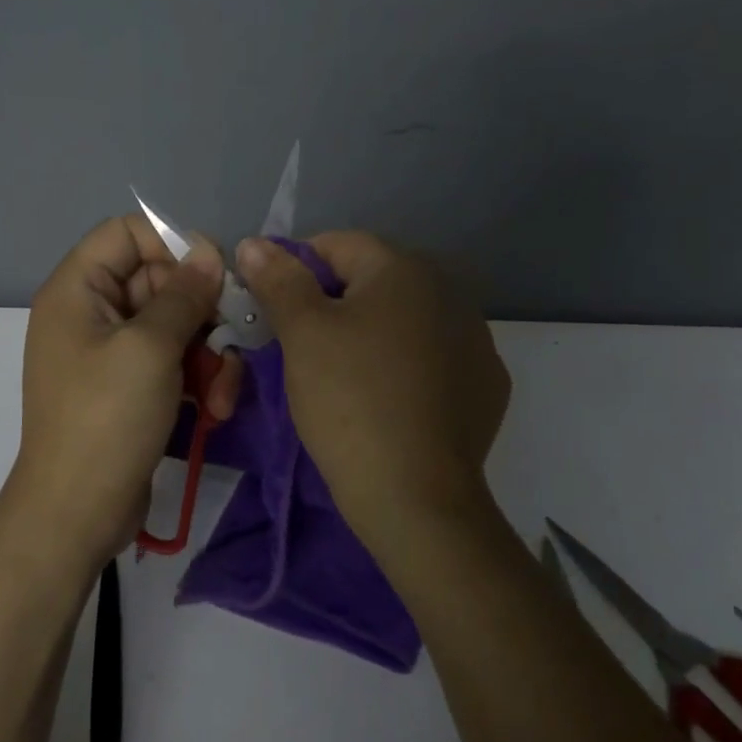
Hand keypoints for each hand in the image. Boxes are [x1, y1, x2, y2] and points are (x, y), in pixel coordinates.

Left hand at [10, 215, 243, 568]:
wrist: (76, 515)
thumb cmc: (107, 419)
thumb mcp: (151, 348)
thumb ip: (184, 294)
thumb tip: (209, 252)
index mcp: (78, 289)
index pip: (127, 233)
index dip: (172, 243)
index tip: (213, 272)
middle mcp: (91, 312)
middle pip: (158, 280)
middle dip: (201, 310)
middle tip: (231, 335)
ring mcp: (111, 352)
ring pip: (174, 324)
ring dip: (208, 352)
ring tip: (223, 391)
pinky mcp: (131, 387)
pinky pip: (172, 360)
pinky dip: (198, 379)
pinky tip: (216, 409)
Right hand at [234, 232, 509, 548]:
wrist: (416, 498)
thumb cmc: (350, 400)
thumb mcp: (303, 333)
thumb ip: (279, 279)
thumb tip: (255, 243)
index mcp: (404, 269)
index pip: (336, 245)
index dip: (295, 270)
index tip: (274, 310)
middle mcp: (449, 290)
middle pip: (373, 280)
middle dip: (334, 302)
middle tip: (302, 346)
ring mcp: (475, 339)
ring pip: (404, 319)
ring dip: (372, 331)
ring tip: (344, 375)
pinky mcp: (486, 383)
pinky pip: (432, 356)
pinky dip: (406, 364)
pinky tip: (389, 398)